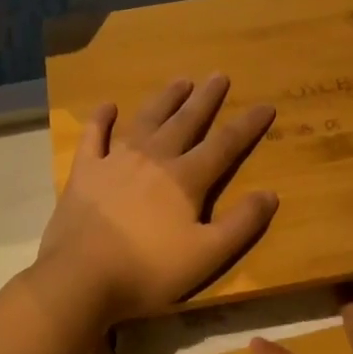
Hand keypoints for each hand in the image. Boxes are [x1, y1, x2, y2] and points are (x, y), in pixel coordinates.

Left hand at [37, 76, 277, 323]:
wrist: (81, 278)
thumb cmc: (148, 270)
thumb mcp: (207, 255)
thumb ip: (241, 224)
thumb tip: (271, 194)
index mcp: (186, 179)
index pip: (225, 145)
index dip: (247, 126)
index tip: (266, 105)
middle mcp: (153, 160)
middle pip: (185, 122)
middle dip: (206, 99)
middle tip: (219, 75)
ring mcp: (115, 161)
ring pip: (146, 121)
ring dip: (165, 100)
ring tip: (180, 81)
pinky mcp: (85, 172)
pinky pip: (94, 136)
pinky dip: (102, 119)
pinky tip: (108, 106)